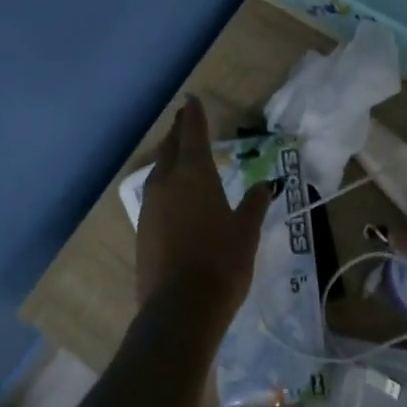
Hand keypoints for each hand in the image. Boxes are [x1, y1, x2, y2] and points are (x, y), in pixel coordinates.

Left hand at [136, 96, 276, 321]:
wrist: (180, 308)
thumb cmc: (221, 262)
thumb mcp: (246, 232)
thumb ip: (254, 204)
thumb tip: (264, 185)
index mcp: (194, 173)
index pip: (193, 133)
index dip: (194, 115)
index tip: (192, 98)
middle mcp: (167, 181)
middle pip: (171, 146)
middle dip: (179, 130)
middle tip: (184, 118)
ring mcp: (150, 205)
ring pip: (159, 168)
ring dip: (169, 155)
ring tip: (178, 151)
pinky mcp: (142, 228)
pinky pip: (154, 192)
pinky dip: (164, 182)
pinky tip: (172, 192)